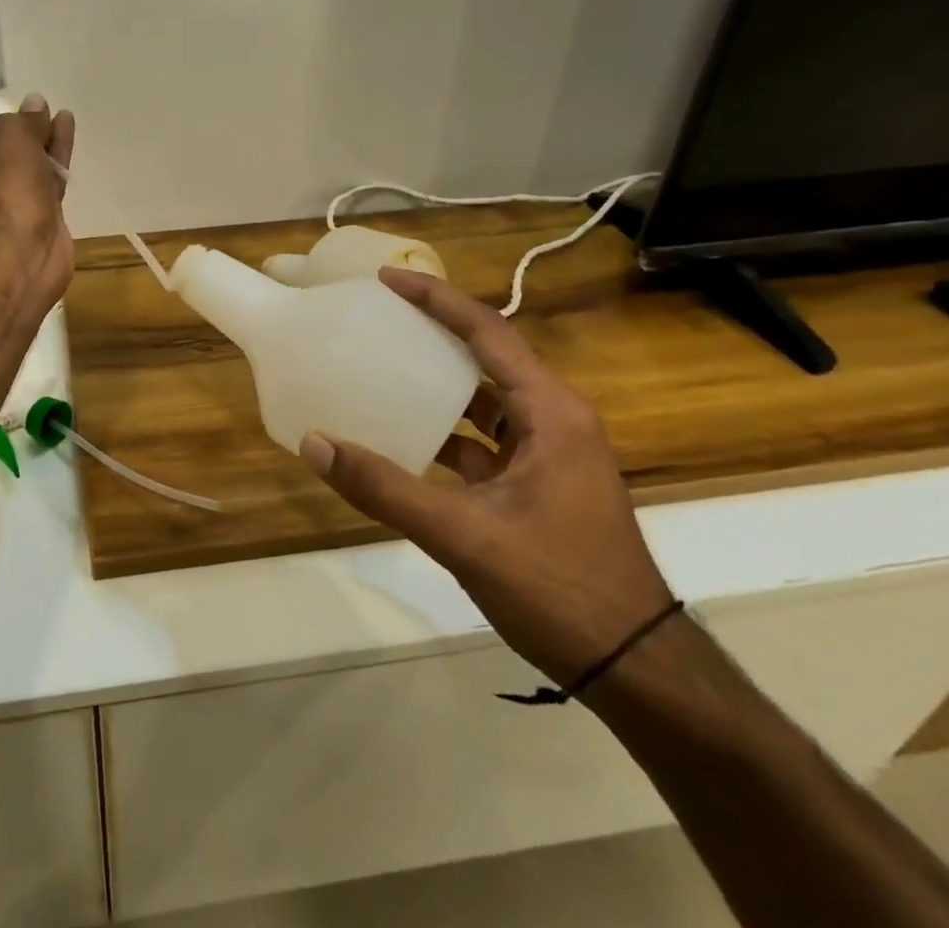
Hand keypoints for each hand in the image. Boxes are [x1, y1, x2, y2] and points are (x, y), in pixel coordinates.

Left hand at [0, 95, 75, 306]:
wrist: (17, 252)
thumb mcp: (9, 136)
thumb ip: (24, 119)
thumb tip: (35, 105)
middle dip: (17, 133)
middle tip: (37, 111)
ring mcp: (1, 209)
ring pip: (23, 168)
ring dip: (41, 143)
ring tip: (61, 116)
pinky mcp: (33, 222)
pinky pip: (44, 184)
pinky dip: (55, 160)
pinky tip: (68, 136)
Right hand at [301, 268, 673, 686]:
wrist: (635, 668)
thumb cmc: (559, 587)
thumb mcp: (464, 535)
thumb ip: (384, 488)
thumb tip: (314, 444)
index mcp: (550, 412)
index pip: (488, 332)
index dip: (436, 299)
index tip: (386, 280)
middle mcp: (553, 419)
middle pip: (487, 356)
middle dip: (434, 331)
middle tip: (378, 316)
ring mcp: (548, 453)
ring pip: (484, 399)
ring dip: (438, 383)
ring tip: (381, 366)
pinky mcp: (538, 484)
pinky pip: (483, 439)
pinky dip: (445, 431)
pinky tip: (402, 437)